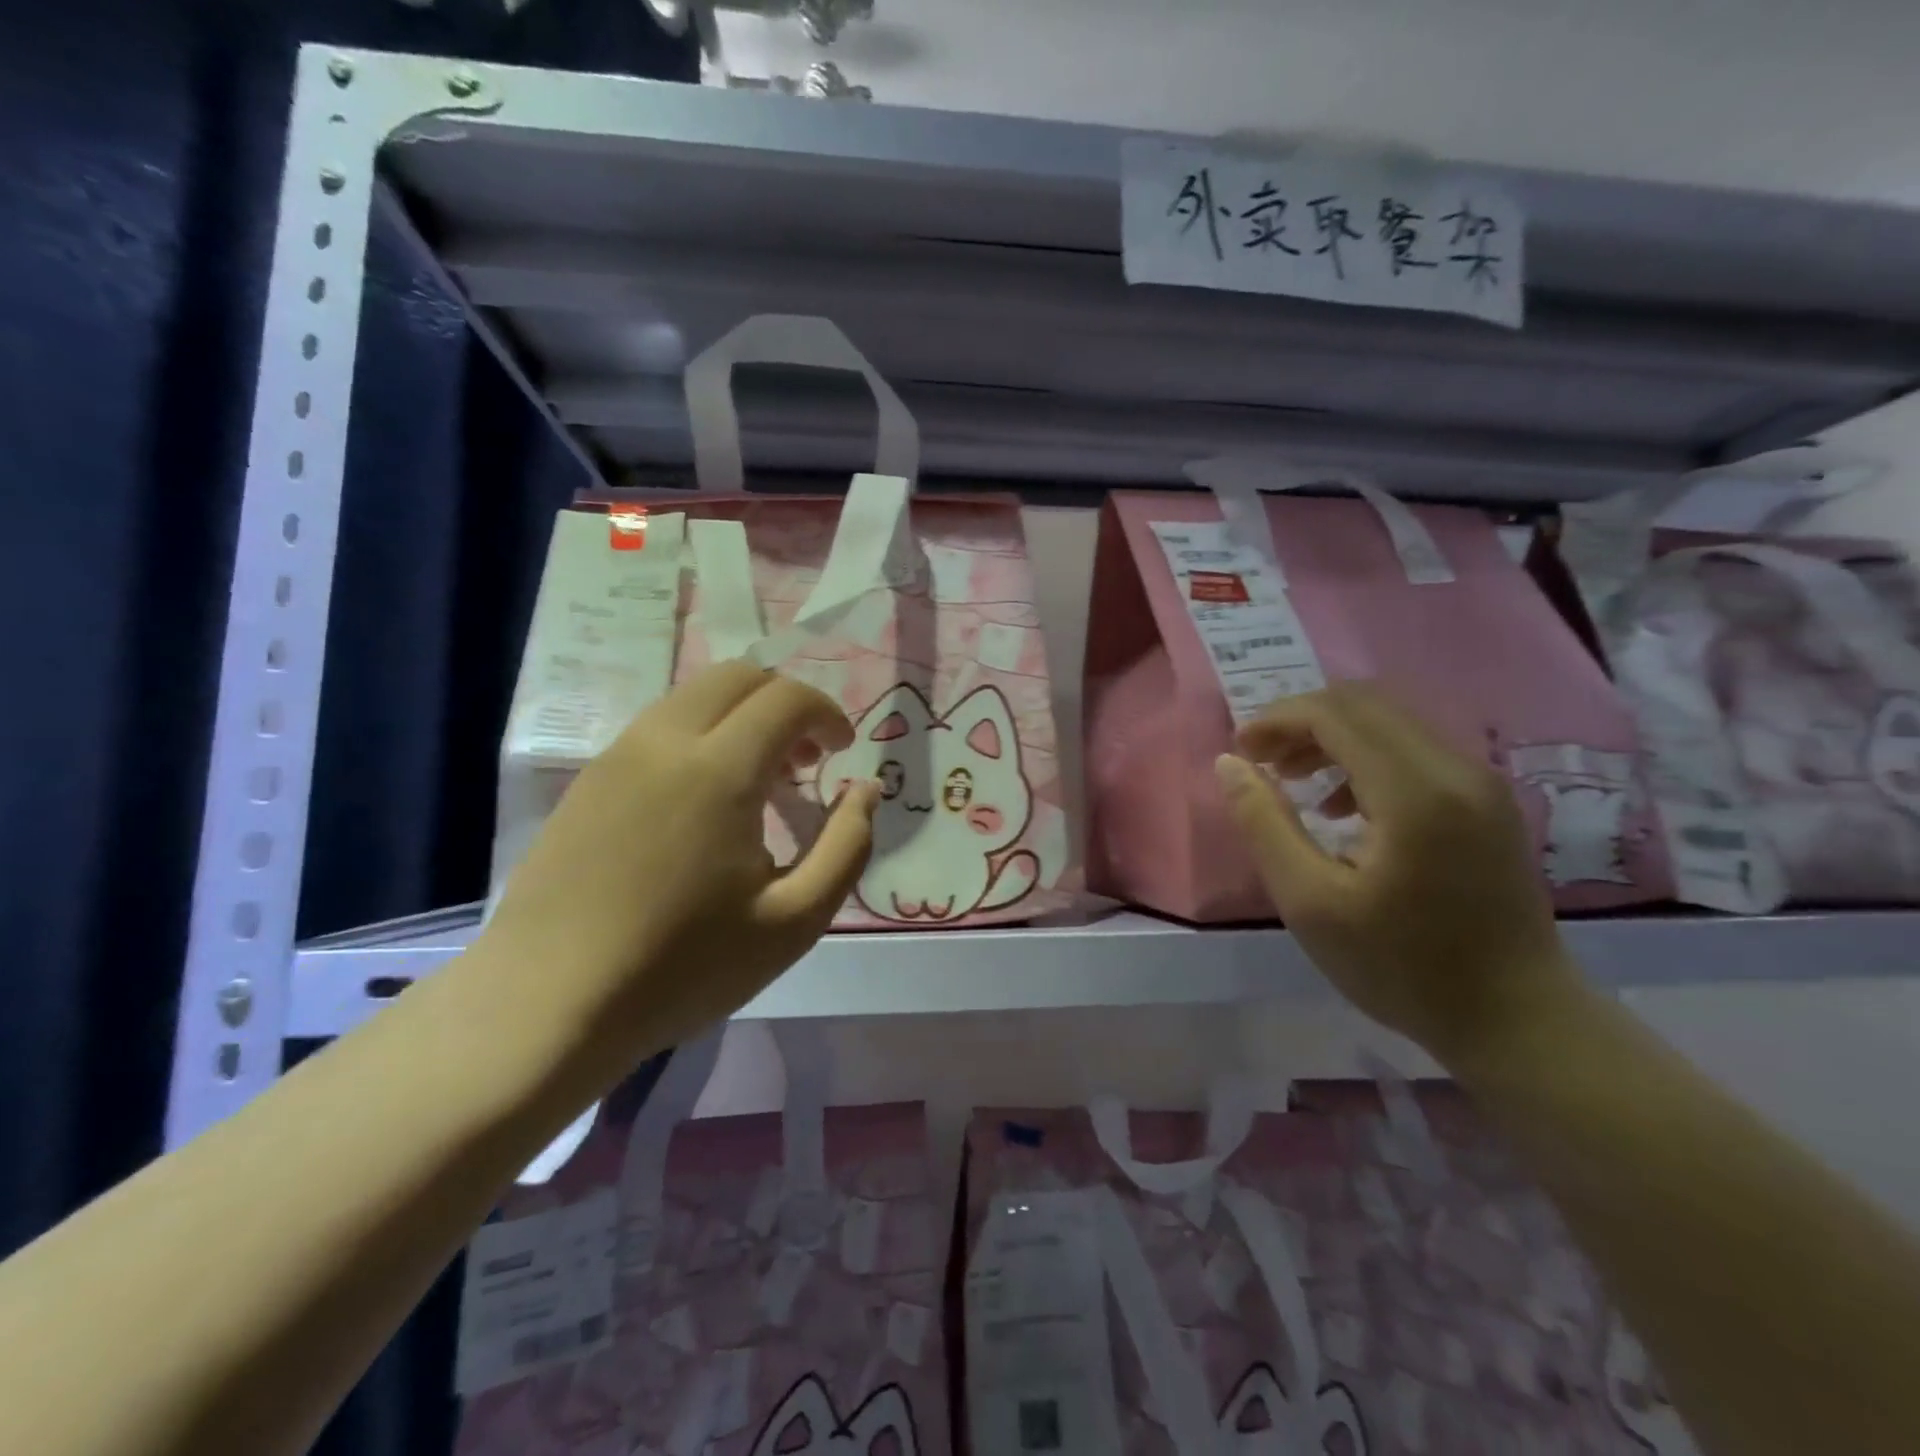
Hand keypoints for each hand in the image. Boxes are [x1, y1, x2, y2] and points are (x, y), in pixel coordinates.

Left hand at [480, 661, 878, 1060]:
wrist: (547, 1004)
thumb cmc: (682, 967)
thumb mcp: (794, 921)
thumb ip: (847, 846)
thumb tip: (865, 791)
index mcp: (718, 770)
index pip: (786, 698)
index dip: (827, 713)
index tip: (842, 752)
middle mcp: (663, 742)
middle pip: (738, 676)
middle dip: (786, 703)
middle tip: (805, 761)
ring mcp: (617, 756)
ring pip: (693, 696)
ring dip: (742, 717)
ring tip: (759, 783)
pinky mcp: (588, 780)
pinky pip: (658, 727)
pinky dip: (701, 736)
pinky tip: (703, 803)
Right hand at [1215, 682, 1583, 1065]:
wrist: (1518, 1020)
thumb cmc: (1403, 968)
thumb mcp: (1311, 902)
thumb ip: (1264, 824)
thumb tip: (1229, 763)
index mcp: (1415, 792)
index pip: (1336, 713)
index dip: (1277, 719)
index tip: (1240, 751)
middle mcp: (1456, 768)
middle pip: (1365, 703)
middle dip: (1301, 721)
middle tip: (1260, 761)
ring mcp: (1481, 781)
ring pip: (1391, 721)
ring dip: (1332, 737)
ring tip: (1292, 781)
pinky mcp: (1488, 800)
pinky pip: (1415, 749)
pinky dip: (1365, 757)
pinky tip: (1342, 806)